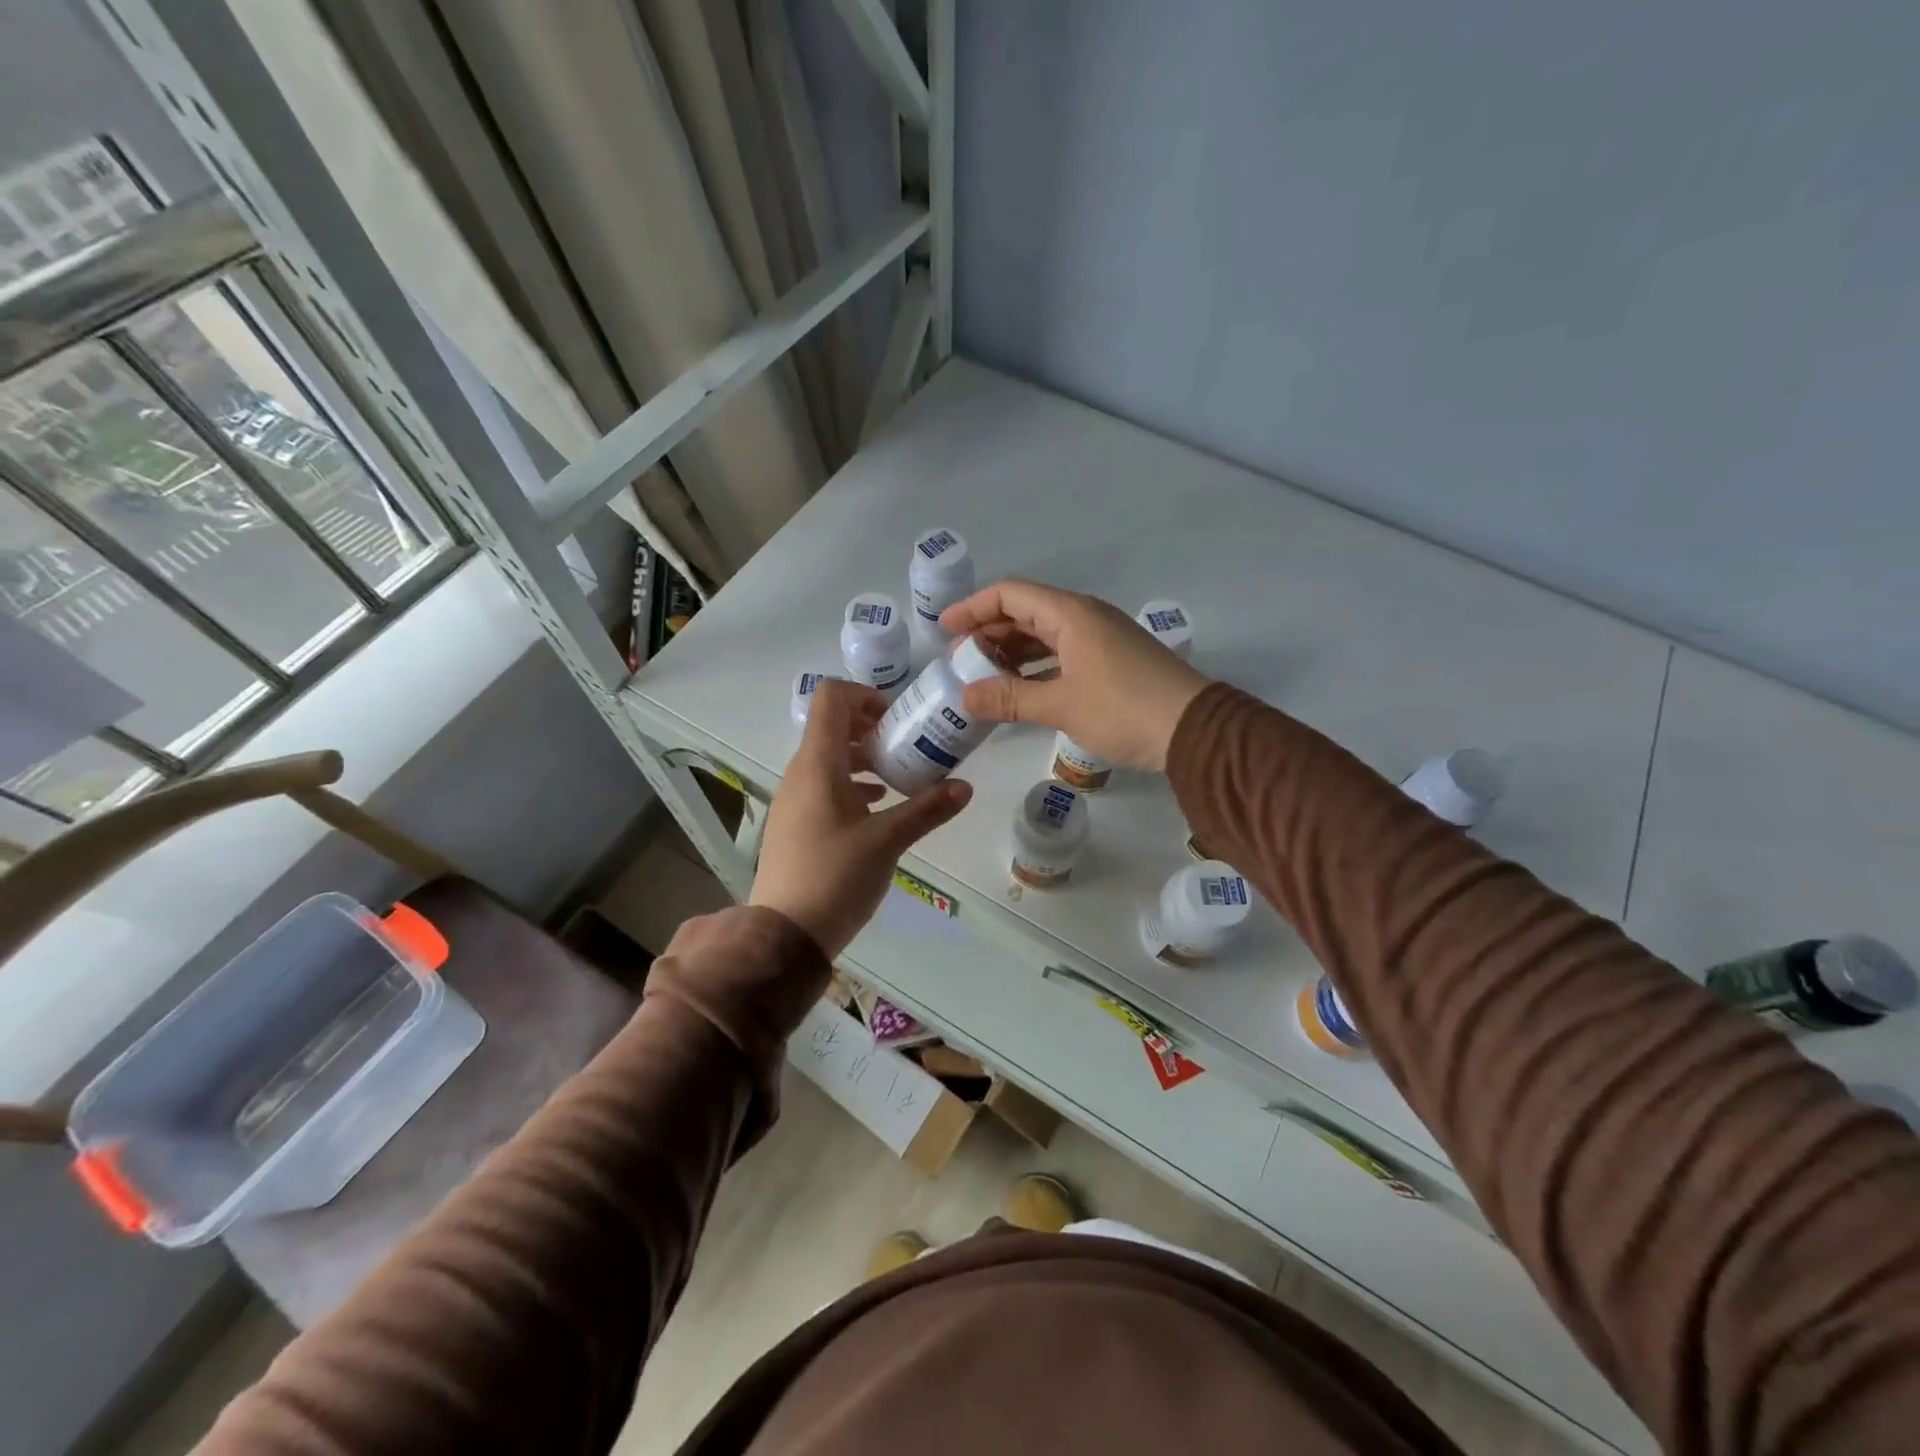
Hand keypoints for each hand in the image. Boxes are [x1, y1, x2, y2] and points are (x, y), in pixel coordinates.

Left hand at [749, 679, 972, 958]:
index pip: (831, 698)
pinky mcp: (795, 821)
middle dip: (871, 727)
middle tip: (906, 745)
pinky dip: (851, 781)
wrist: (785, 933)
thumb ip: (927, 809)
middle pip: (831, 725)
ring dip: (863, 756)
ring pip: (828, 756)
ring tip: (898, 776)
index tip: (896, 718)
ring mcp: (794, 797)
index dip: (864, 695)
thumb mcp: (888, 841)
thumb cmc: (835, 877)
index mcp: (818, 764)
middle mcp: (800, 772)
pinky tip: (877, 805)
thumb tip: (965, 787)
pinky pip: (823, 783)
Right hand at [939, 580, 1209, 770]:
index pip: (1010, 594)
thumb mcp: (1061, 705)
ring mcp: (1101, 638)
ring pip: (1045, 634)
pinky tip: (1022, 688)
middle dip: (989, 632)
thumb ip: (1010, 699)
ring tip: (984, 676)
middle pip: (1026, 612)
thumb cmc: (1124, 710)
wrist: (1195, 730)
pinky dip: (1036, 666)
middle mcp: (1085, 617)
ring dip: (1012, 651)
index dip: (973, 607)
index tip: (945, 629)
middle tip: (960, 660)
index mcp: (1071, 615)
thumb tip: (965, 697)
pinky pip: (1062, 653)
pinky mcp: (1112, 661)